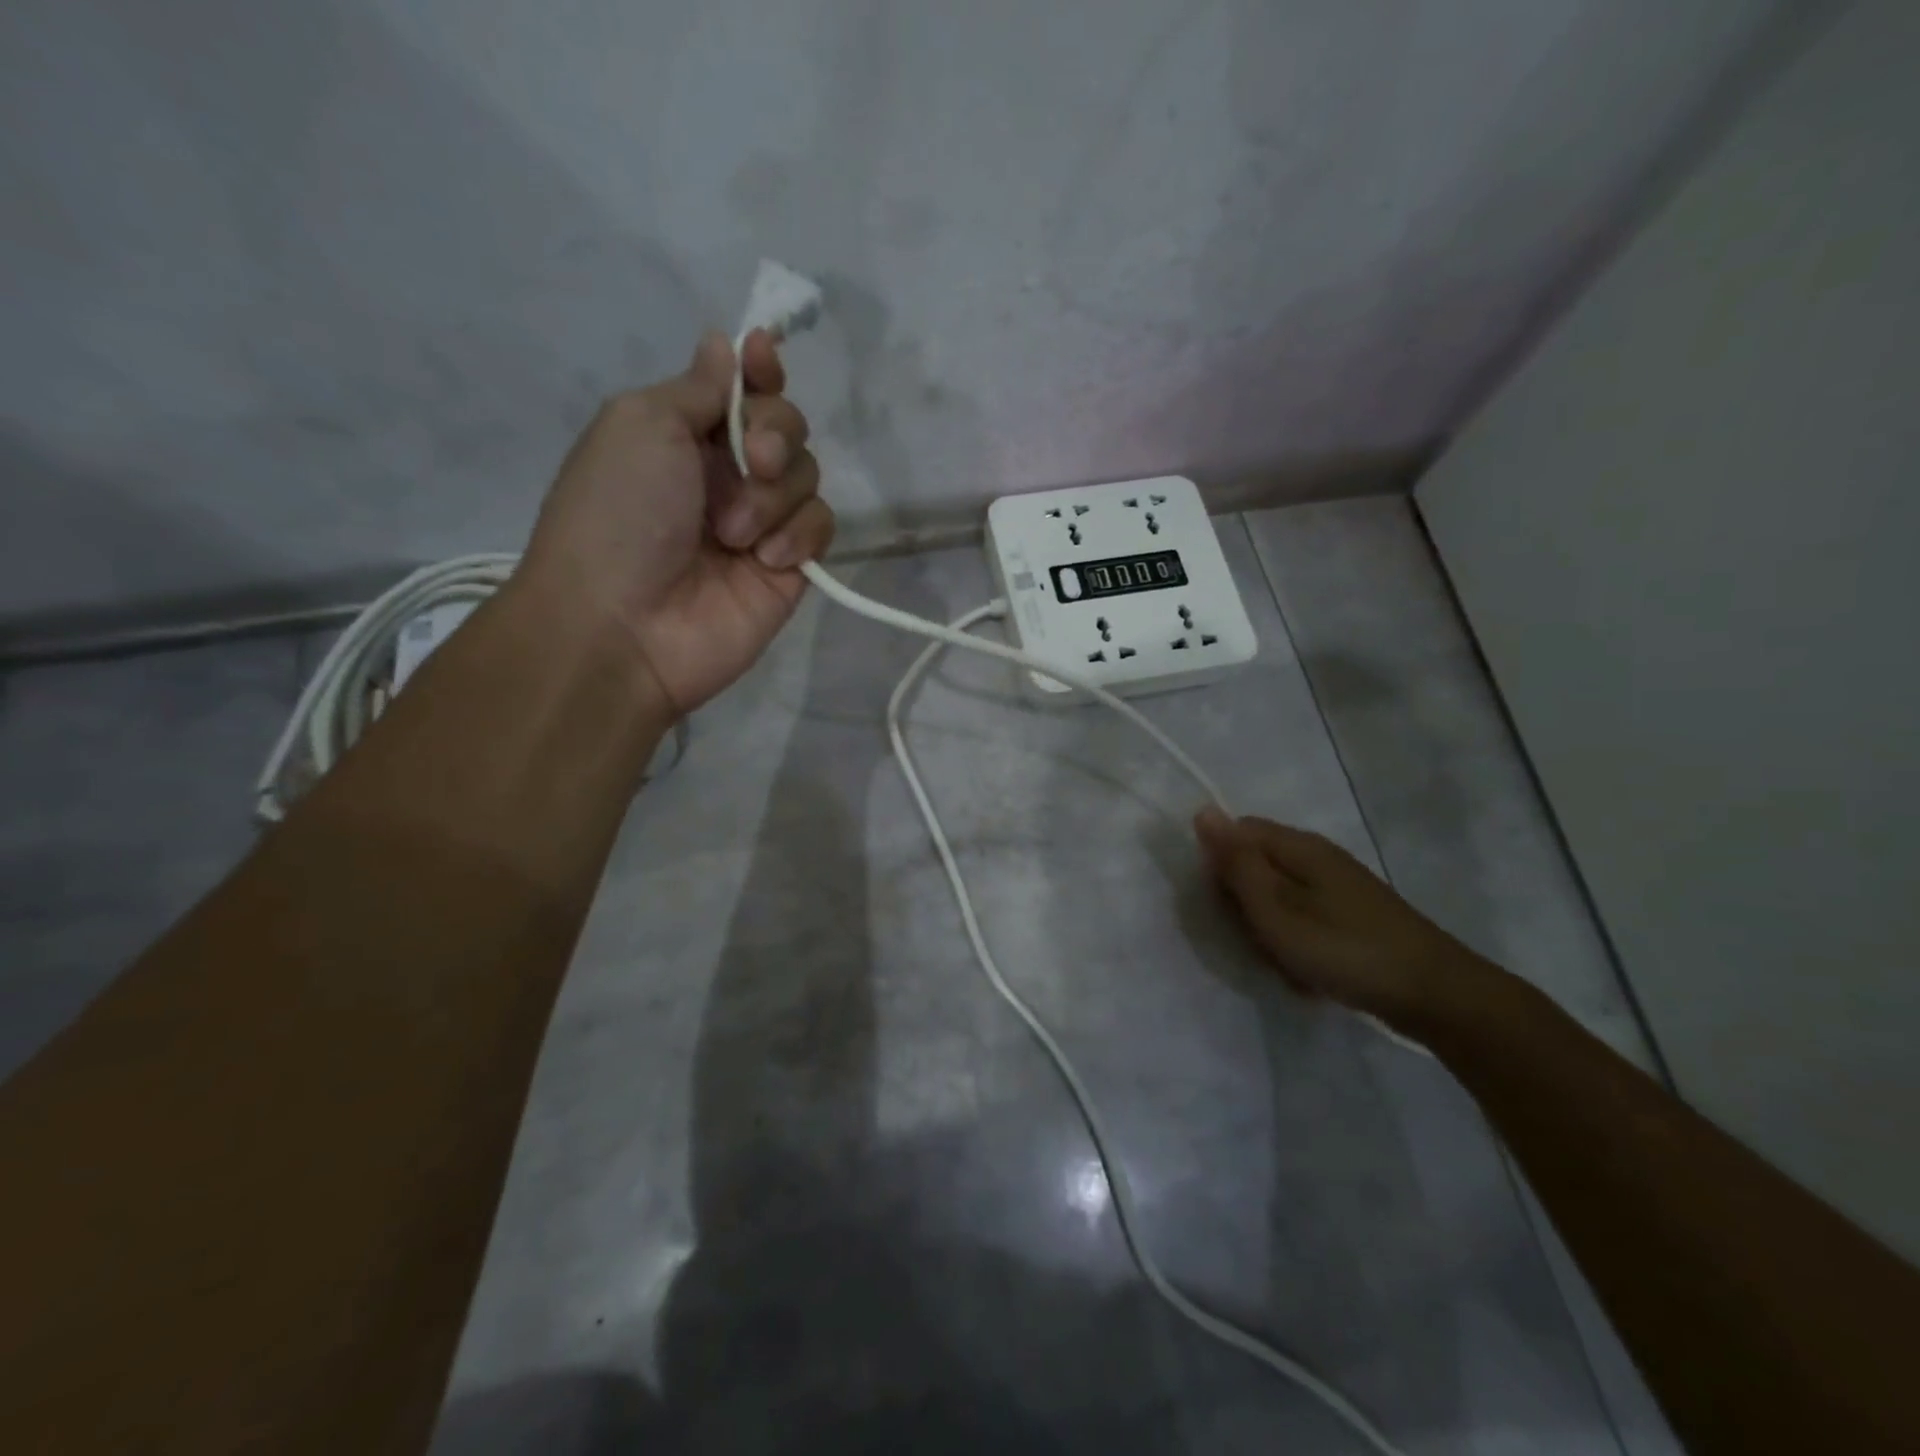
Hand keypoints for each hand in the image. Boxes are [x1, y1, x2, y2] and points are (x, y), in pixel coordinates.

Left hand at [517, 329, 834, 716]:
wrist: (624, 625)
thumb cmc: (618, 514)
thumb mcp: (642, 425)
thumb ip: (700, 388)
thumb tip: (728, 345)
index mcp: (684, 435)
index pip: (743, 390)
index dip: (761, 372)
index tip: (764, 358)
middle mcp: (725, 475)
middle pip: (786, 427)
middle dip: (774, 435)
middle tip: (750, 461)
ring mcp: (760, 524)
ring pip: (807, 475)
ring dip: (775, 495)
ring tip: (735, 534)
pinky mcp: (789, 569)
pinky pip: (821, 526)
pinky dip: (800, 535)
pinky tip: (766, 560)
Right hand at [1193, 808, 1497, 1027]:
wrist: (1435, 995)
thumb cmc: (1343, 949)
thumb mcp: (1275, 909)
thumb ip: (1237, 863)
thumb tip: (1203, 812)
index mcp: (1297, 846)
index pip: (1236, 834)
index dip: (1219, 867)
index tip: (1225, 907)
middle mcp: (1317, 856)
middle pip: (1256, 865)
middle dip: (1245, 904)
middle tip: (1257, 940)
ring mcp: (1338, 886)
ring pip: (1277, 898)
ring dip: (1269, 930)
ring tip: (1285, 962)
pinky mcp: (1352, 915)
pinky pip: (1304, 920)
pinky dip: (1297, 945)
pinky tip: (1308, 972)